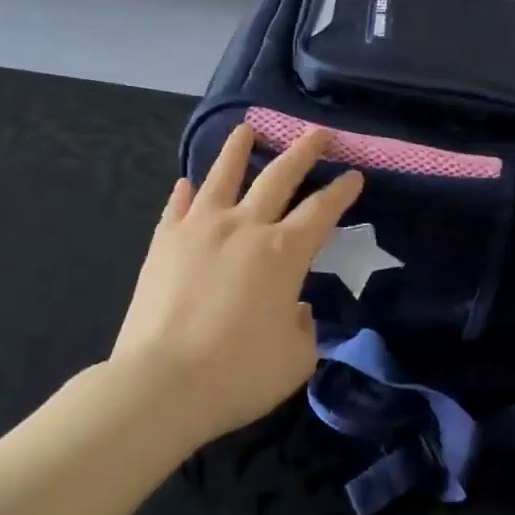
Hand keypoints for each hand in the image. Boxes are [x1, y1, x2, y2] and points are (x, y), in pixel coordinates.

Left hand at [112, 124, 362, 443]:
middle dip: (304, 151)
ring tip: (246, 129)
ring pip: (223, 175)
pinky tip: (188, 184)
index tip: (354, 175)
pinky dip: (186, 192)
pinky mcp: (164, 242)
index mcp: (283, 253)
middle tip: (319, 133)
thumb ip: (304, 328)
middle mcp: (245, 227)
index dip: (342, 191)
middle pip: (279, 176)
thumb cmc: (237, 375)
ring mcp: (200, 229)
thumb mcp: (296, 361)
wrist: (161, 385)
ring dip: (238, 149)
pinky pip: (178, 206)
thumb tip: (293, 308)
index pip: (322, 211)